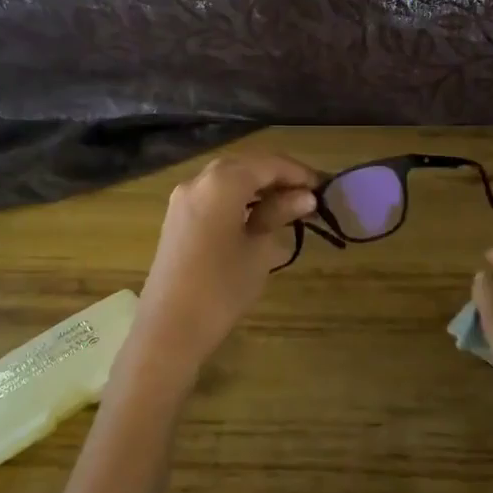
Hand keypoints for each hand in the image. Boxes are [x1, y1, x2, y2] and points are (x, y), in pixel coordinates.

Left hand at [130, 152, 320, 379]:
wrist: (169, 329)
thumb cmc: (222, 288)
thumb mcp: (260, 250)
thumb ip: (280, 215)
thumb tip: (304, 197)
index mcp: (222, 182)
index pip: (269, 164)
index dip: (298, 173)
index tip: (323, 188)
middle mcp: (199, 180)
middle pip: (246, 166)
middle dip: (278, 177)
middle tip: (308, 198)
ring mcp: (183, 198)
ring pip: (228, 178)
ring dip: (257, 187)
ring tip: (287, 207)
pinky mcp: (176, 218)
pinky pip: (213, 194)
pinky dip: (237, 198)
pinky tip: (256, 216)